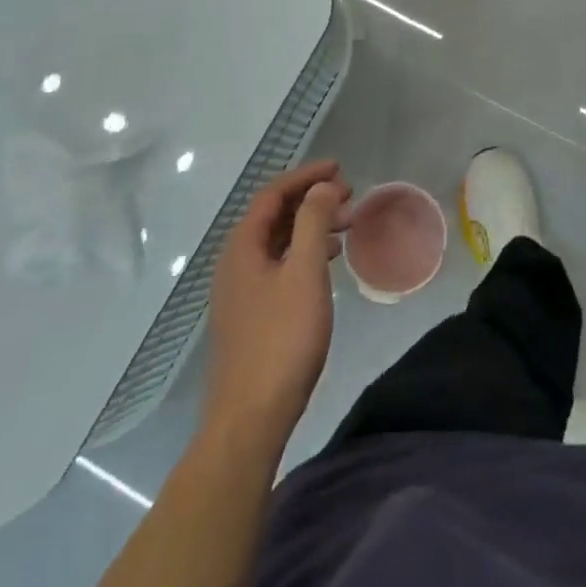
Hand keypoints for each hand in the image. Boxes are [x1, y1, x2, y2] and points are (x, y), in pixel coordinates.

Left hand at [202, 160, 350, 454]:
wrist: (250, 418)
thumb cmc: (281, 339)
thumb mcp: (304, 272)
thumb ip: (313, 222)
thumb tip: (321, 186)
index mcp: (242, 246)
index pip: (273, 193)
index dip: (306, 175)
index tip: (339, 168)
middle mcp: (235, 261)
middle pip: (274, 215)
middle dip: (311, 199)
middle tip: (349, 195)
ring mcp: (241, 289)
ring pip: (278, 241)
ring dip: (311, 225)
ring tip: (346, 223)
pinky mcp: (251, 313)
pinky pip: (279, 264)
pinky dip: (304, 251)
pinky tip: (327, 260)